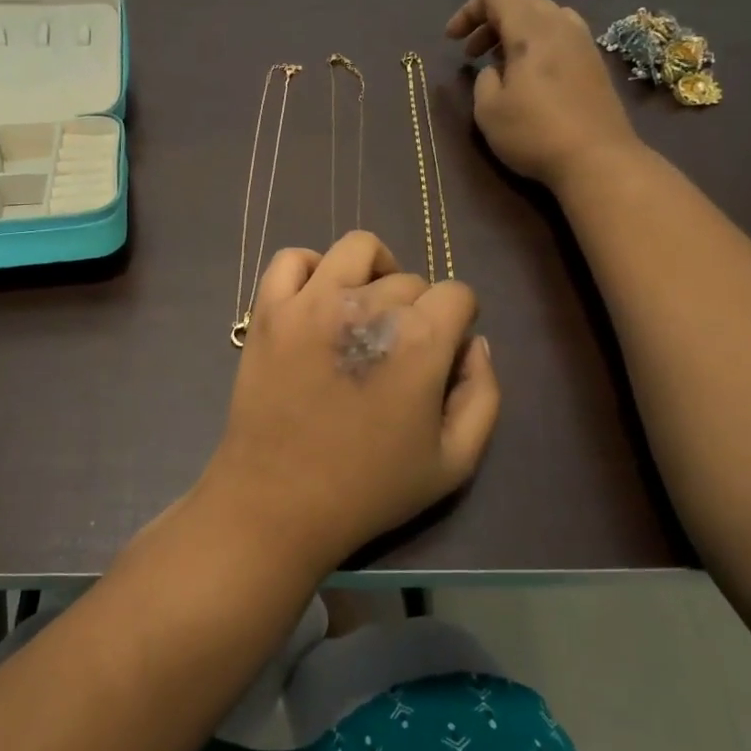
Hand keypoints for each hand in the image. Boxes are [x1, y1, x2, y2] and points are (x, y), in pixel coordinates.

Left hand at [201, 231, 499, 569]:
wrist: (279, 502)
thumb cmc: (370, 488)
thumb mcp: (455, 461)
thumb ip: (482, 394)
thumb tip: (474, 344)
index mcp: (420, 340)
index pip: (458, 294)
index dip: (457, 322)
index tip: (441, 353)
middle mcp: (367, 305)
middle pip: (410, 279)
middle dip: (416, 310)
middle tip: (397, 352)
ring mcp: (310, 302)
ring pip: (357, 249)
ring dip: (373, 270)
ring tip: (366, 306)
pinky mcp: (269, 309)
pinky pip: (291, 259)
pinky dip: (310, 268)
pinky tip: (319, 298)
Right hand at [446, 0, 640, 190]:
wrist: (596, 158)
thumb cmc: (533, 132)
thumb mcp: (488, 111)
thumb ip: (484, 81)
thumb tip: (495, 71)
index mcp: (531, 31)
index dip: (469, 11)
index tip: (451, 40)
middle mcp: (561, 27)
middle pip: (524, 3)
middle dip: (493, 22)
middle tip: (474, 53)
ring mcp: (584, 45)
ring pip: (547, 18)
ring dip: (519, 32)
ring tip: (503, 63)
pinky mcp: (596, 65)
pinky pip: (563, 37)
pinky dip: (540, 45)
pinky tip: (532, 77)